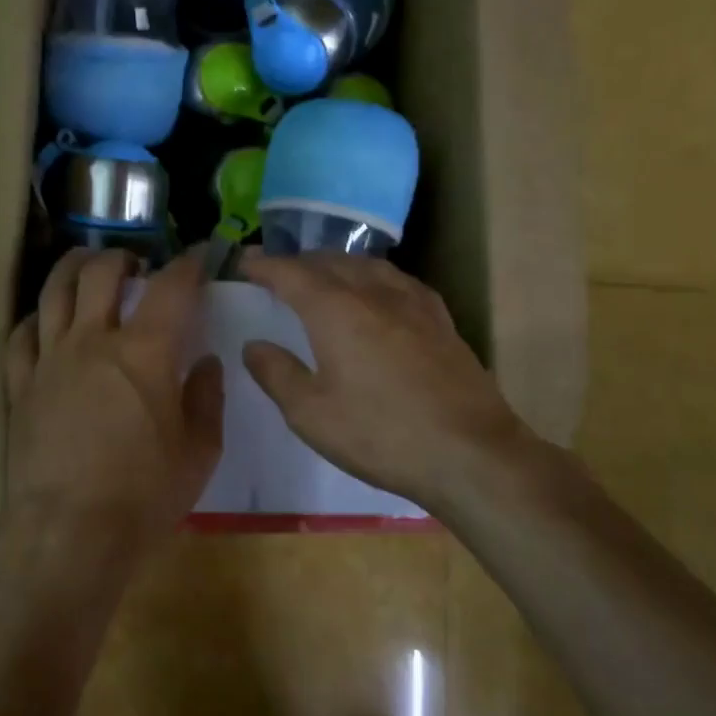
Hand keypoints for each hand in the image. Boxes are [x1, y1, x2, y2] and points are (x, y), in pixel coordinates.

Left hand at [2, 249, 223, 568]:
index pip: (172, 288)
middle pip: (102, 273)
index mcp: (146, 353)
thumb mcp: (199, 452)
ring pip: (54, 291)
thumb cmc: (144, 495)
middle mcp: (94, 341)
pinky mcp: (20, 386)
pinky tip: (44, 321)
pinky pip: (20, 336)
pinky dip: (35, 319)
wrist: (69, 533)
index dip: (189, 265)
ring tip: (86, 266)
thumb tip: (205, 363)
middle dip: (123, 257)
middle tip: (137, 266)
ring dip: (73, 268)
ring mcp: (50, 360)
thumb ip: (206, 399)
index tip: (199, 257)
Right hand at [237, 251, 533, 511]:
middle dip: (298, 262)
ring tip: (322, 276)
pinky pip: (397, 280)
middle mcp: (373, 293)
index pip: (291, 273)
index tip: (244, 262)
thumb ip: (276, 374)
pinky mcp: (440, 319)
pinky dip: (373, 277)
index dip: (264, 265)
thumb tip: (254, 345)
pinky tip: (377, 293)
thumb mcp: (311, 414)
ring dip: (336, 265)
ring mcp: (413, 303)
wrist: (471, 453)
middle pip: (329, 262)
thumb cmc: (381, 434)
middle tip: (277, 273)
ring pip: (366, 266)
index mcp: (335, 310)